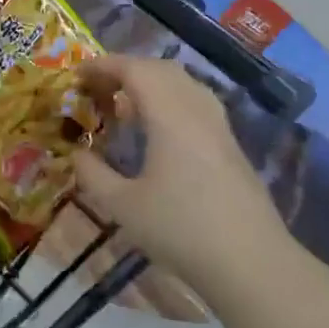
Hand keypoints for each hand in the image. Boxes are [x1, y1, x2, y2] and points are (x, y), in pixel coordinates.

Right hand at [72, 56, 293, 301]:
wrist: (251, 262)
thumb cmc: (181, 230)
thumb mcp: (123, 206)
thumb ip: (93, 175)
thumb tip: (77, 154)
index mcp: (170, 115)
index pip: (135, 70)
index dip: (104, 65)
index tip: (77, 75)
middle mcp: (197, 110)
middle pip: (161, 69)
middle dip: (126, 70)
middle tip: (97, 88)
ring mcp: (219, 127)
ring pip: (183, 84)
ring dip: (151, 83)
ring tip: (123, 106)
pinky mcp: (230, 145)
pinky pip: (196, 102)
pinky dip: (169, 100)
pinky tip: (157, 131)